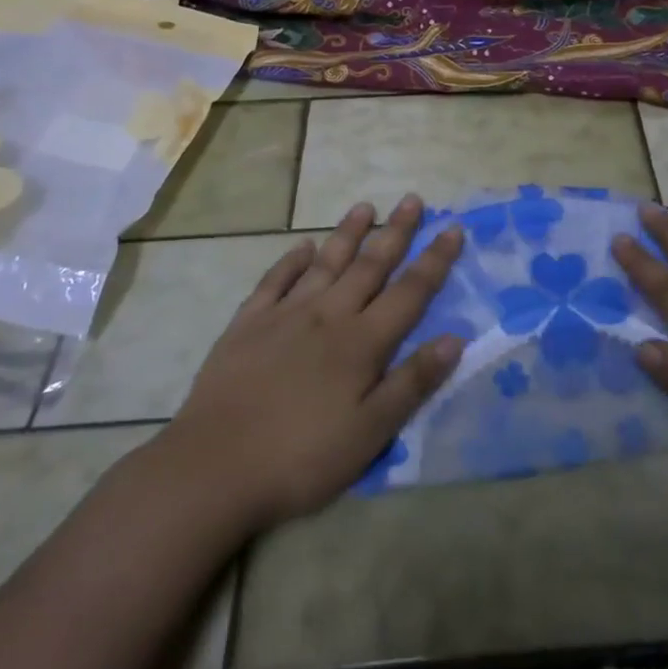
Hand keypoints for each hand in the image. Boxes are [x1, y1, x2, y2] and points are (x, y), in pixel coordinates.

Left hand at [159, 196, 464, 530]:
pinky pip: (274, 281)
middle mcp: (328, 316)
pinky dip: (291, 261)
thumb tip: (455, 338)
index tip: (452, 227)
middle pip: (369, 266)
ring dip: (348, 234)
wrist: (212, 469)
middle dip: (396, 232)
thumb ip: (412, 382)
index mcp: (361, 343)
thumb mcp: (370, 433)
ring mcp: (284, 316)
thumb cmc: (301, 458)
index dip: (435, 260)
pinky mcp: (246, 326)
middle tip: (413, 199)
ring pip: (325, 264)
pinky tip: (302, 246)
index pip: (410, 292)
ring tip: (365, 207)